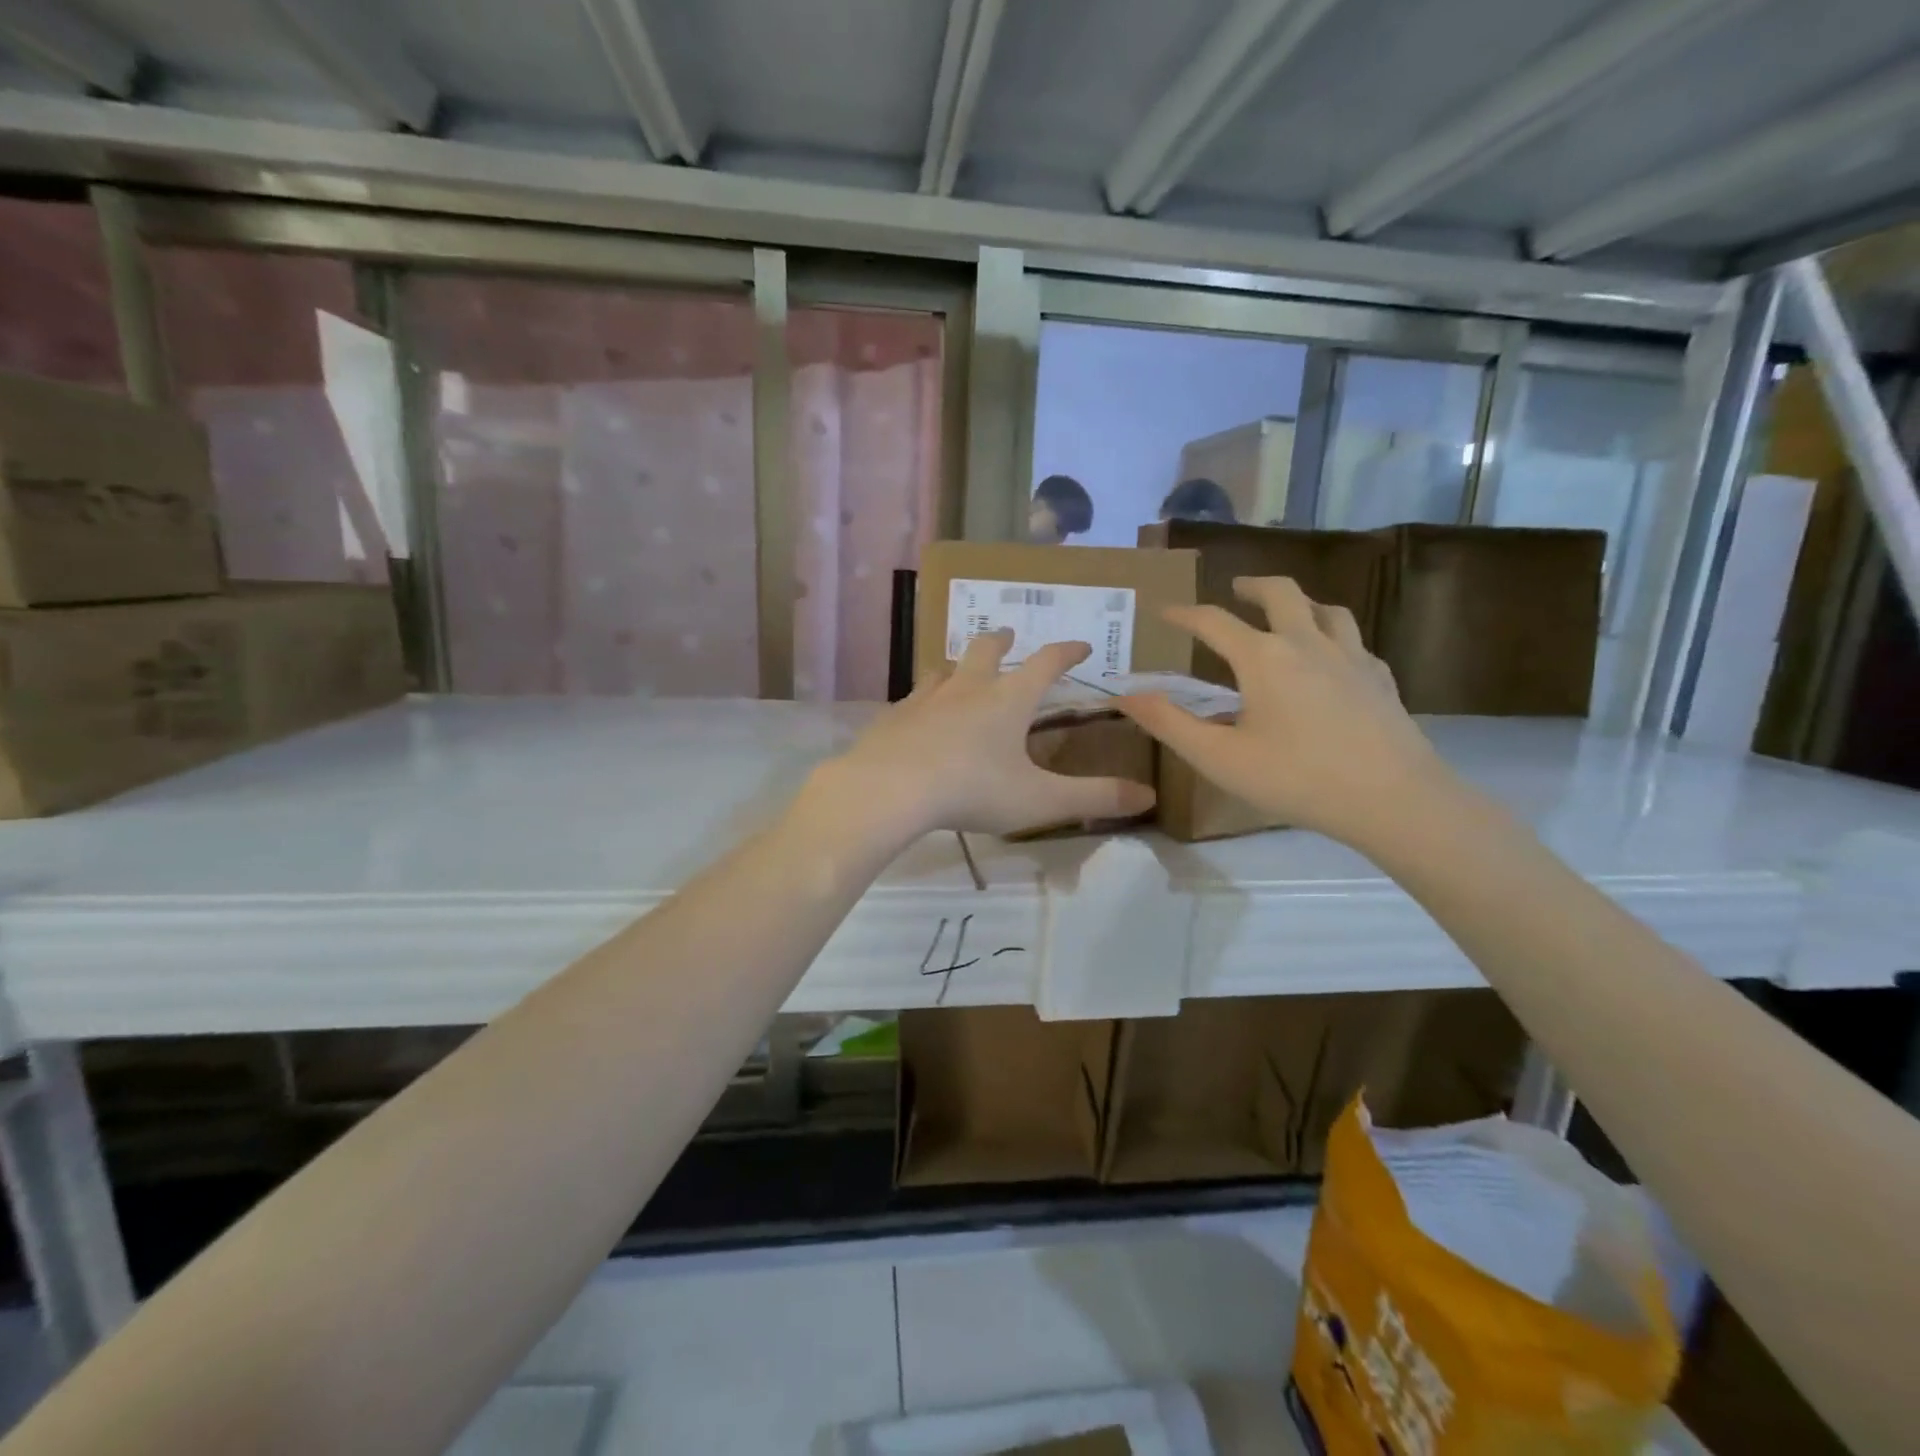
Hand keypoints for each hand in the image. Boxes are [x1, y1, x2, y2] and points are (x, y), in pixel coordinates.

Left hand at [824, 630, 1156, 840]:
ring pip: (945, 669)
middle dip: (1002, 640)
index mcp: (1008, 700)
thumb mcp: (1040, 800)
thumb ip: (1094, 798)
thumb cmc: (972, 790)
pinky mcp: (894, 716)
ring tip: (961, 670)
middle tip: (1008, 635)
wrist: (890, 789)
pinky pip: (913, 697)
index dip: (1067, 651)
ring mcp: (926, 698)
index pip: (1046, 664)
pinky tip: (919, 713)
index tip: (1082, 645)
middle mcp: (968, 688)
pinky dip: (925, 698)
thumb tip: (1149, 796)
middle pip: (986, 650)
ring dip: (959, 664)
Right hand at [1116, 577, 1447, 849]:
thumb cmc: (1296, 778)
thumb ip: (1168, 723)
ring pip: (1326, 609)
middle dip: (1252, 586)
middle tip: (1236, 588)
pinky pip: (1353, 640)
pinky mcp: (1381, 678)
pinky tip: (1331, 658)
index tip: (1164, 611)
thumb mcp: (1218, 757)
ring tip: (1288, 614)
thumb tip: (1126, 695)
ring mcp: (1351, 656)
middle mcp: (1307, 643)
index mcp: (1263, 657)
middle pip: (1281, 593)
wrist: (1393, 799)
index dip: (1184, 614)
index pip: (1214, 621)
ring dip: (1299, 603)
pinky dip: (1332, 636)